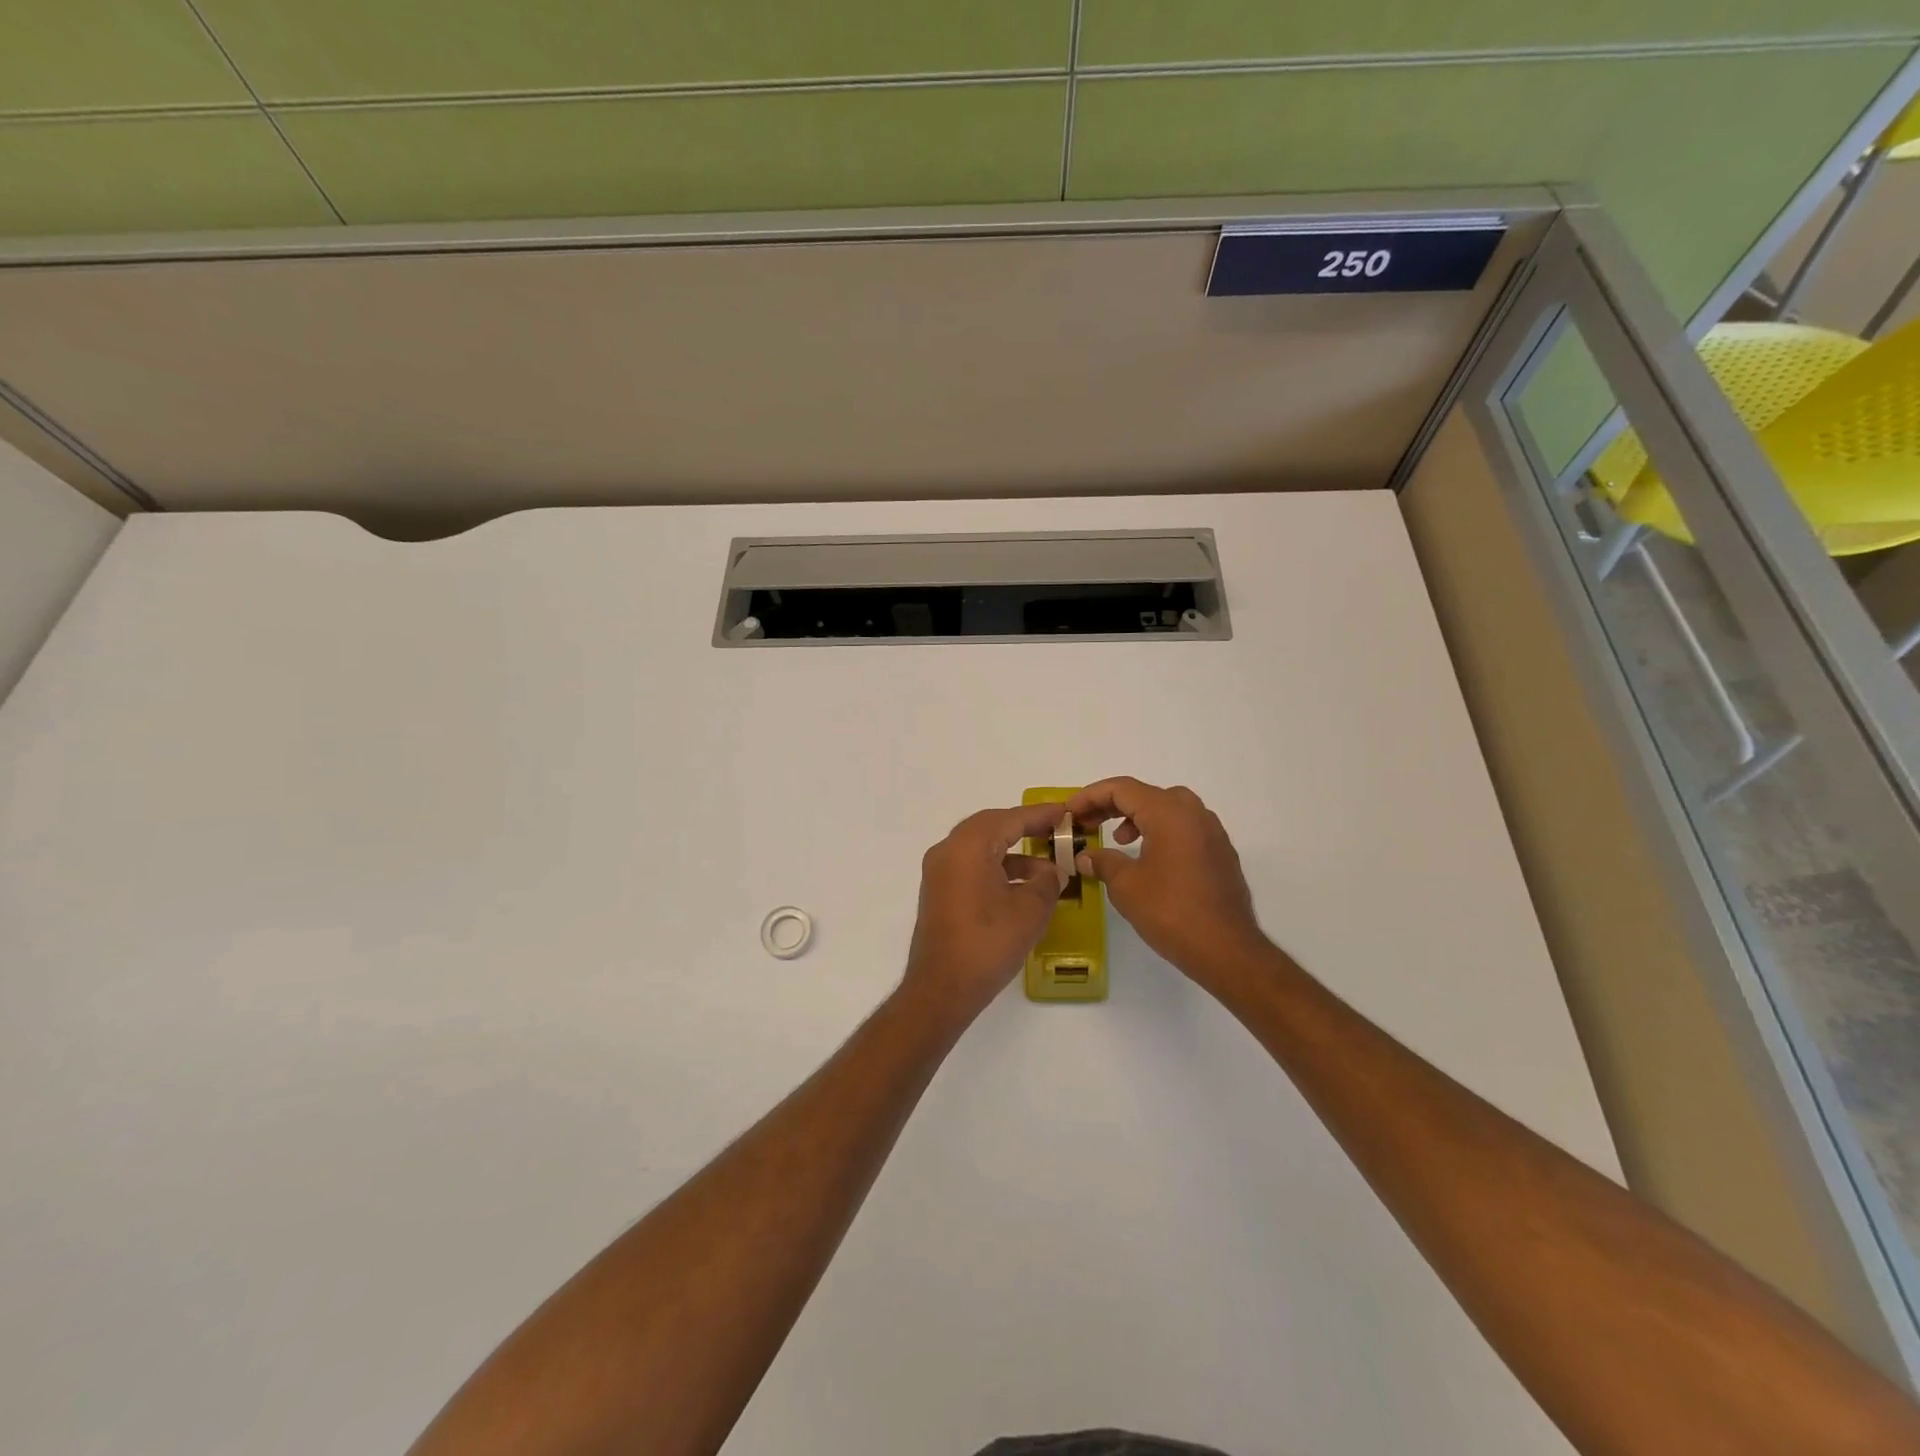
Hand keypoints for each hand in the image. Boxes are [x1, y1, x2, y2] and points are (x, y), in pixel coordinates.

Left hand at [901, 804, 1065, 1022]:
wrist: (942, 988)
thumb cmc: (988, 942)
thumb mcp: (1030, 910)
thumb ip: (1047, 882)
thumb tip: (1053, 872)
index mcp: (968, 846)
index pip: (1009, 819)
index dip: (1039, 815)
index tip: (1064, 812)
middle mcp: (947, 851)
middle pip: (990, 827)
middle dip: (1024, 828)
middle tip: (1055, 830)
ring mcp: (939, 872)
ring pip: (980, 848)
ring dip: (1013, 853)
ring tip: (1048, 867)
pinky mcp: (939, 893)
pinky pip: (971, 866)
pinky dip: (997, 868)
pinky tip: (1023, 887)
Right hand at [1067, 777, 1268, 982]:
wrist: (1227, 949)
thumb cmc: (1171, 911)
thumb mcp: (1125, 885)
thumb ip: (1102, 862)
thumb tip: (1086, 857)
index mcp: (1168, 812)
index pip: (1122, 789)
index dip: (1090, 796)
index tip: (1069, 812)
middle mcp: (1193, 812)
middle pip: (1145, 795)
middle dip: (1112, 806)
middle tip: (1087, 823)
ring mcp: (1212, 832)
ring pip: (1167, 809)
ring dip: (1137, 818)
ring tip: (1118, 840)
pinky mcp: (1220, 853)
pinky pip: (1184, 828)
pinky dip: (1159, 832)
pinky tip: (1148, 859)